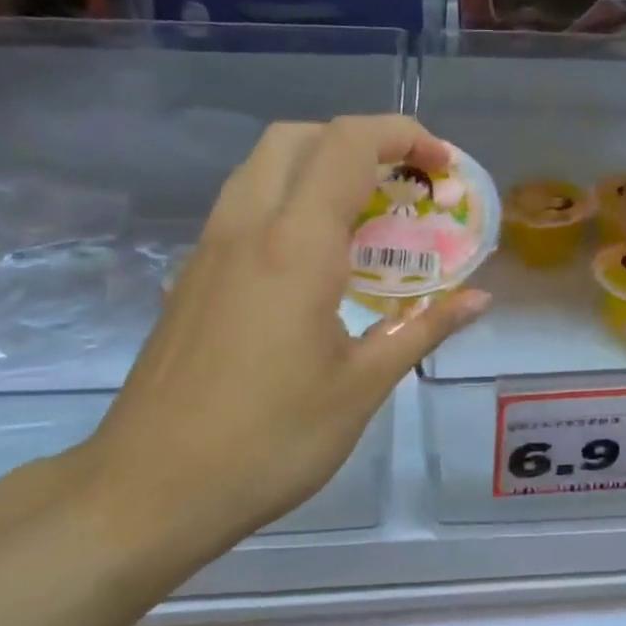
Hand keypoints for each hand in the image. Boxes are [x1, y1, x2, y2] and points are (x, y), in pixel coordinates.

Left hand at [60, 116, 488, 568]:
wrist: (147, 491)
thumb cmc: (268, 440)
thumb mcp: (362, 387)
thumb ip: (423, 328)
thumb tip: (478, 299)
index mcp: (295, 246)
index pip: (349, 145)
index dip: (404, 134)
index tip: (443, 165)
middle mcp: (247, 228)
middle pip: (300, 137)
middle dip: (361, 141)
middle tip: (404, 185)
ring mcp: (209, 249)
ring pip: (264, 166)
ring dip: (321, 166)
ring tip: (367, 217)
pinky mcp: (191, 276)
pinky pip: (245, 206)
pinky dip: (290, 200)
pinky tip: (317, 261)